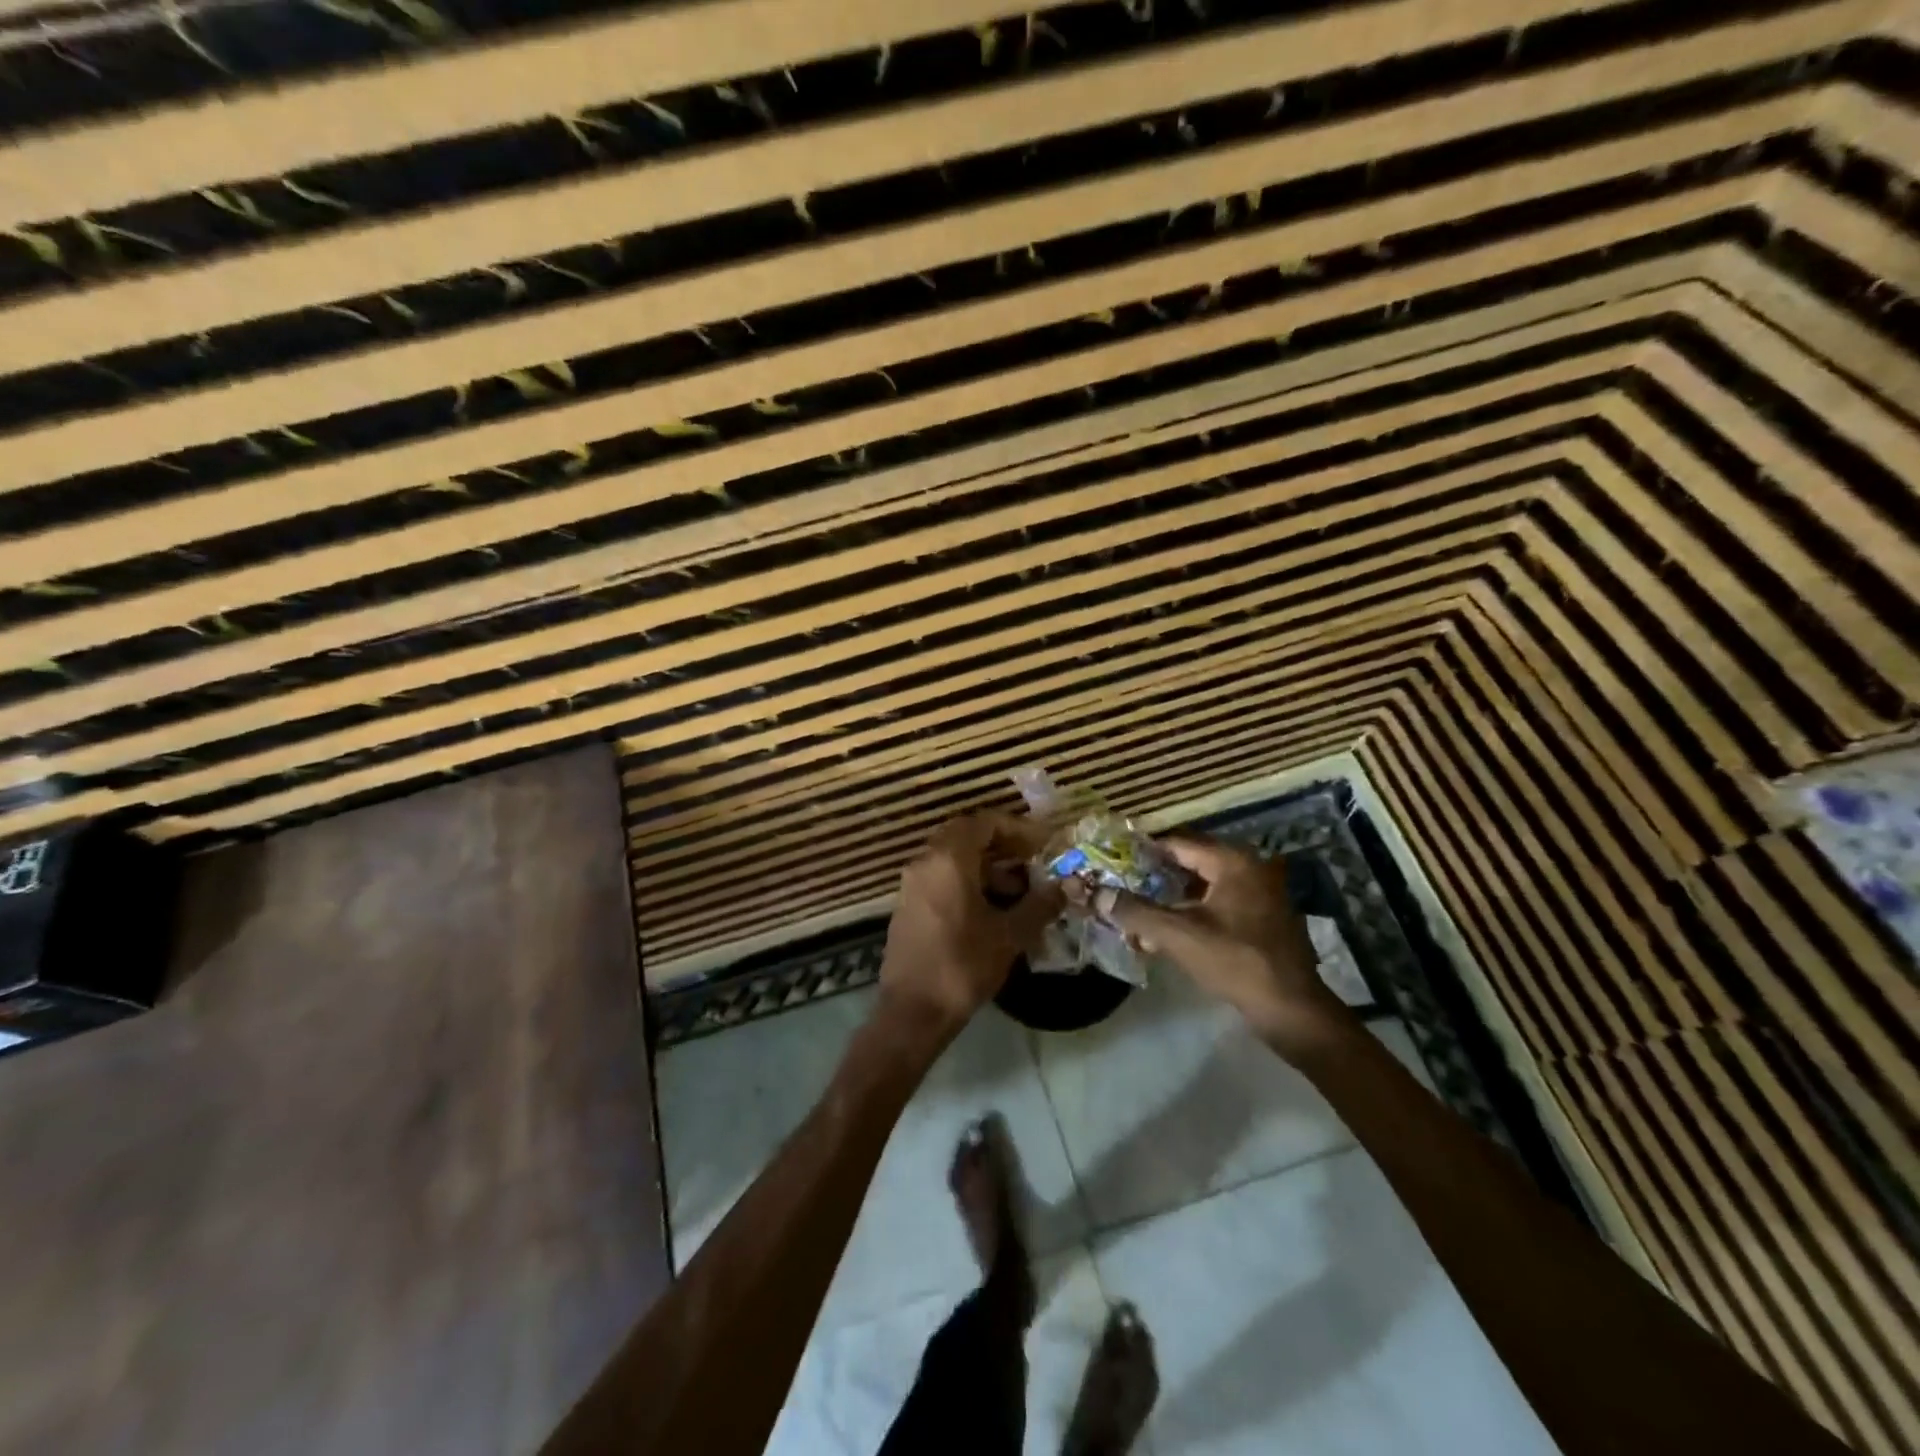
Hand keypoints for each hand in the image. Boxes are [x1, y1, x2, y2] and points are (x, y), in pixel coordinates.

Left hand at [879, 811, 1063, 1041]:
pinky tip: (995, 910)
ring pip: (954, 858)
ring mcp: (913, 883)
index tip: (1043, 844)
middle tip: (1033, 861)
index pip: (984, 822)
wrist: (912, 1012)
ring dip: (988, 866)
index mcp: (948, 859)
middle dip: (1003, 846)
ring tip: (1021, 890)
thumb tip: (1066, 887)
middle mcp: (925, 862)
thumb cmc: (962, 965)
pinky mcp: (909, 905)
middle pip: (967, 836)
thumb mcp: (1009, 935)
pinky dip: (969, 882)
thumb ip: (1039, 904)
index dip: (1018, 829)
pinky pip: (942, 878)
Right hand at [1098, 834, 1355, 1059]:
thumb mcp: (1178, 935)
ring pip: (1204, 886)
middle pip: (1191, 863)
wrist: (1292, 1010)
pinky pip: (1218, 904)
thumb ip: (1135, 912)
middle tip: (1121, 883)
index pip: (1178, 843)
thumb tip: (1097, 894)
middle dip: (1155, 876)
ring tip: (1138, 910)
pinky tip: (1167, 932)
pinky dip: (1192, 912)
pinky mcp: (1263, 919)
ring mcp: (1261, 894)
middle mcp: (1249, 868)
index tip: (1115, 859)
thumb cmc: (1236, 962)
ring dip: (1172, 898)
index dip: (1144, 850)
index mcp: (1232, 862)